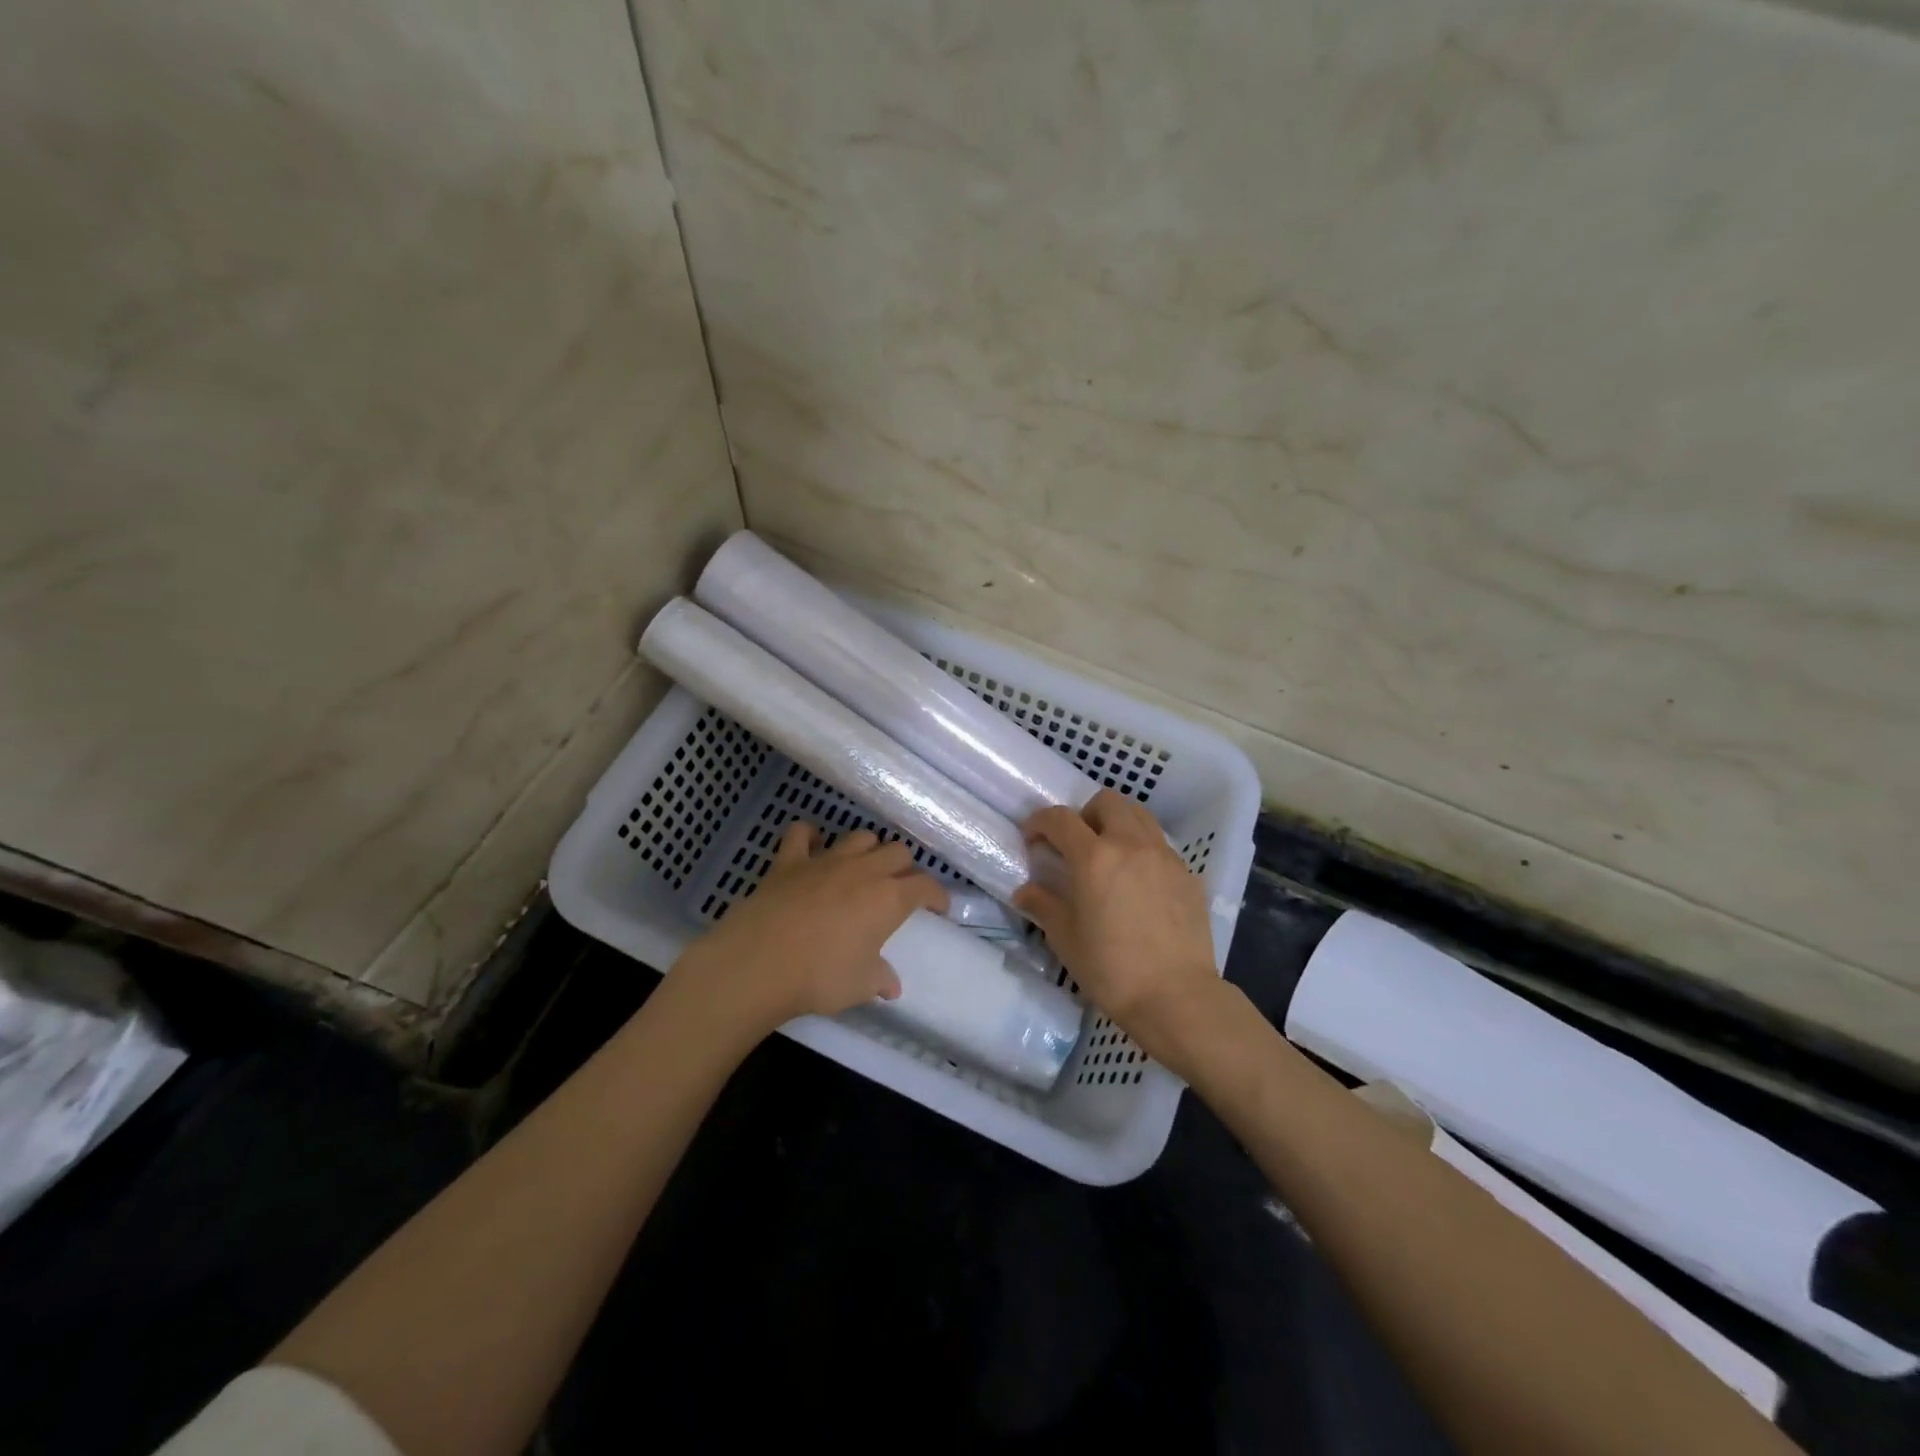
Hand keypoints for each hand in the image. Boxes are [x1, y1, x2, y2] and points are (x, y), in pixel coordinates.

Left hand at [671, 823, 948, 1034]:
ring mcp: (826, 861)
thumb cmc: (819, 977)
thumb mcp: (859, 987)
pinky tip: (812, 847)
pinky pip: (801, 834)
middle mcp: (864, 870)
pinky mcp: (789, 861)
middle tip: (898, 889)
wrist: (759, 963)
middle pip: (897, 852)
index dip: (936, 896)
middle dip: (904, 868)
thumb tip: (891, 986)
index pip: (926, 886)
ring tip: (863, 868)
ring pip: (860, 837)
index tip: (938, 908)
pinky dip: (809, 837)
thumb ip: (879, 979)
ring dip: (868, 849)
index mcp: (889, 899)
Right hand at [1014, 790, 1220, 1066]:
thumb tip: (1025, 892)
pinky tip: (1138, 884)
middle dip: (1085, 814)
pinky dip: (1143, 849)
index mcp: (1094, 857)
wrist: (1177, 997)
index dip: (1041, 822)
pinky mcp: (1188, 875)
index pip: (1061, 818)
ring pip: (1139, 816)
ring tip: (1109, 857)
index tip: (1033, 838)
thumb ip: (1043, 906)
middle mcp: (1131, 844)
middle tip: (1076, 845)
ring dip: (1117, 824)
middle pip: (1107, 802)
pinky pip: (1160, 845)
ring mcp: (1165, 857)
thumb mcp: (1066, 939)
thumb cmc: (1112, 969)